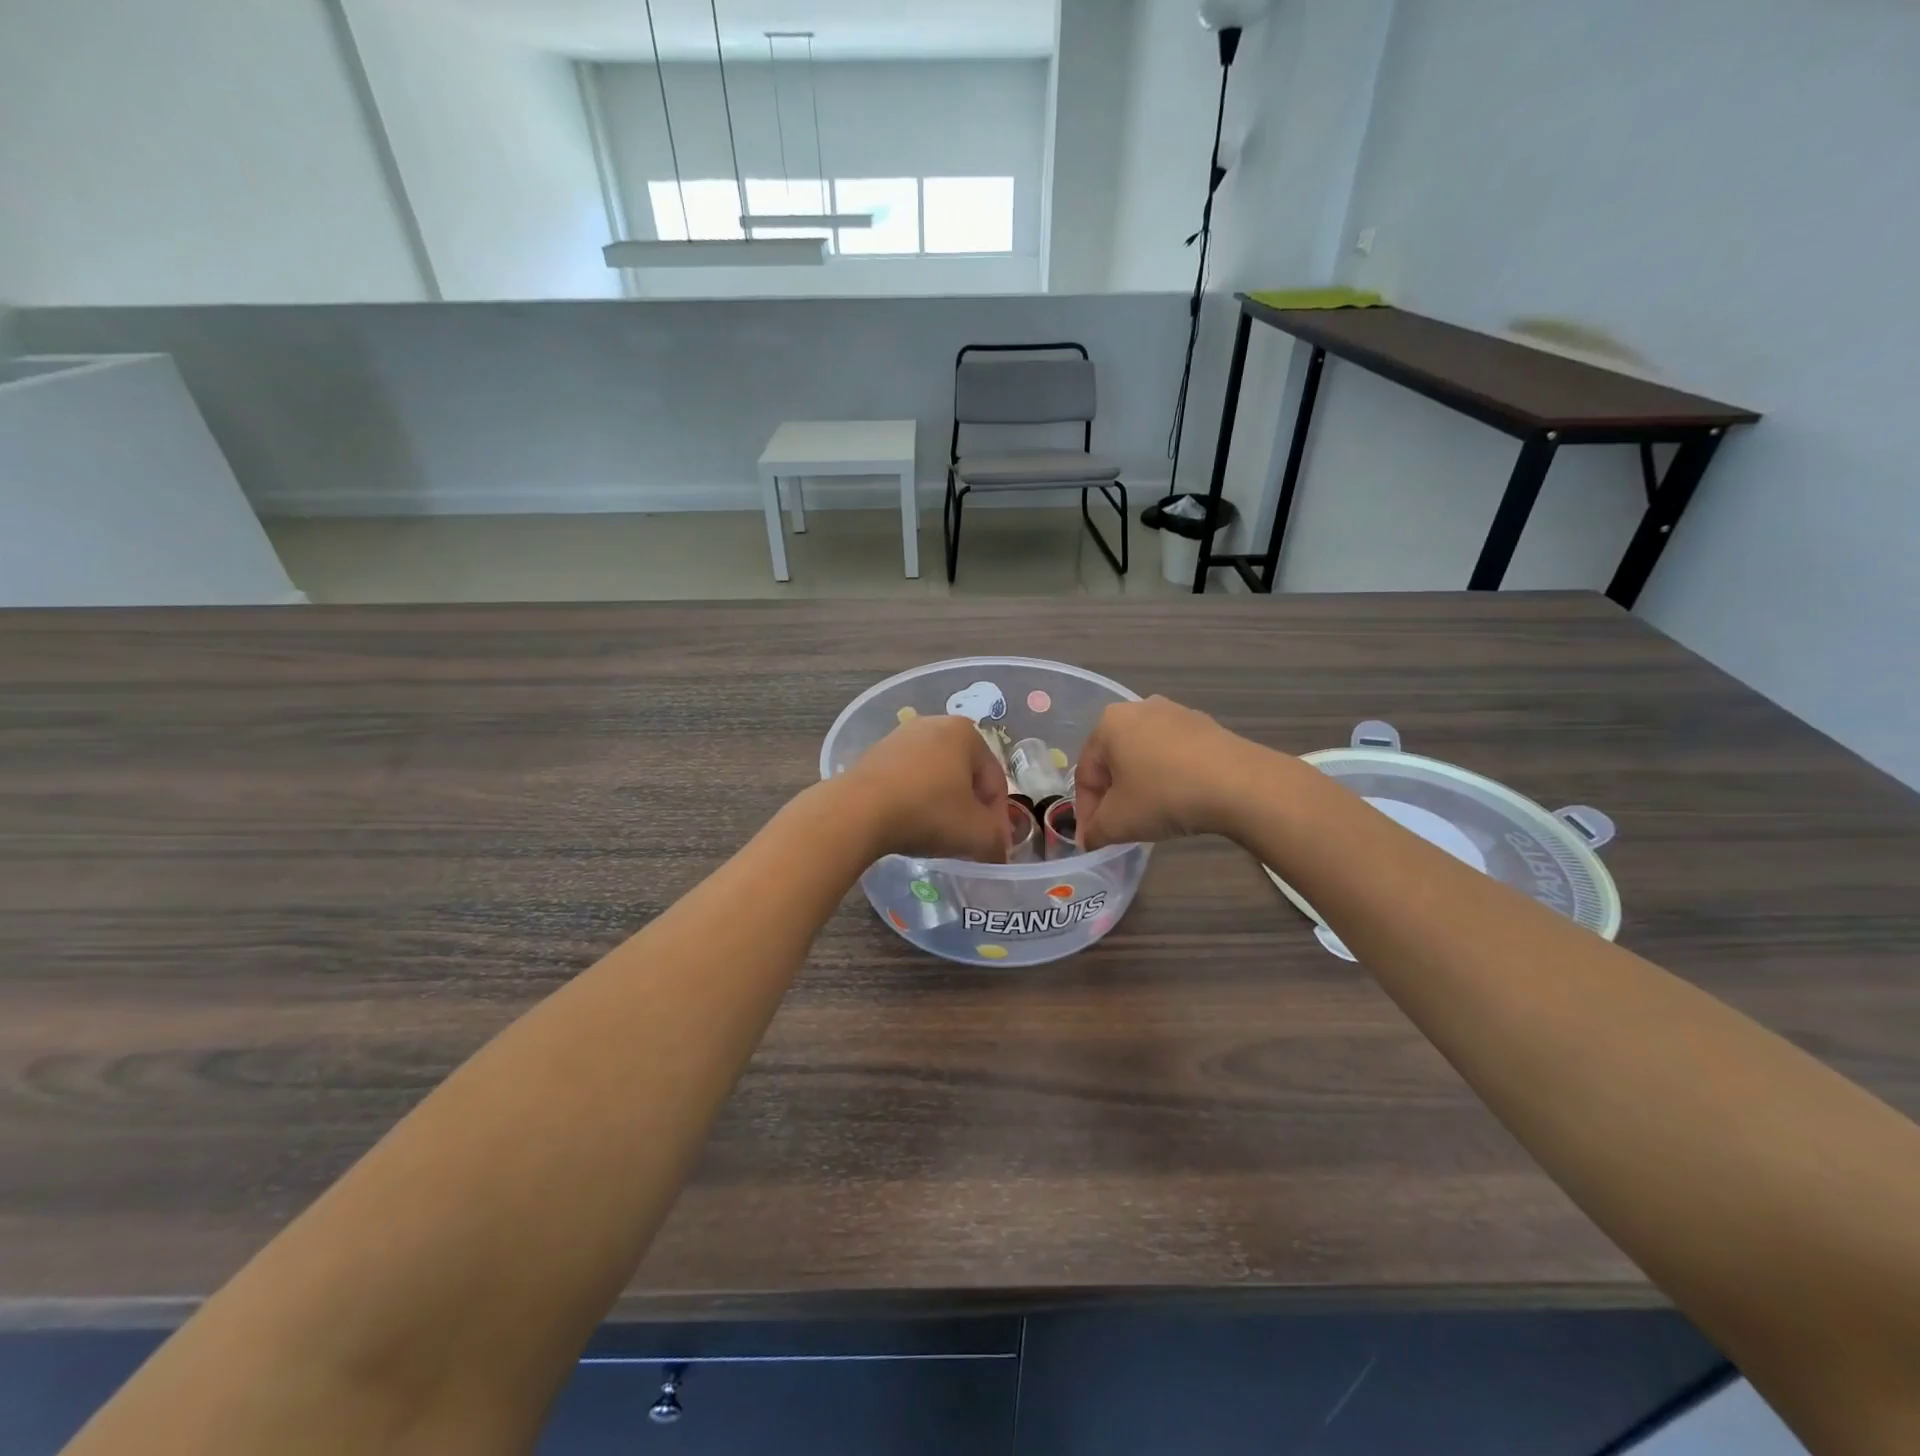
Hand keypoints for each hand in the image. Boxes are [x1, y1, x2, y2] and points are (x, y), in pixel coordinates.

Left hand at [839, 714, 1008, 862]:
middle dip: (969, 808)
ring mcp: (900, 736)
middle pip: (965, 775)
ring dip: (941, 804)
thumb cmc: (928, 813)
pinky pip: (907, 779)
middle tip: (965, 840)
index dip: (997, 817)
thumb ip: (997, 841)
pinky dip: (914, 800)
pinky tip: (908, 823)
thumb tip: (997, 849)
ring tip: (935, 835)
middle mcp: (934, 724)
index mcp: (966, 732)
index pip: (995, 780)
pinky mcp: (874, 754)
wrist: (858, 811)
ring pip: (935, 777)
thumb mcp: (976, 834)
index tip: (990, 845)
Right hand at [1075, 697, 1256, 849]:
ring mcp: (1176, 713)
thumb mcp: (1118, 822)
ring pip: (1145, 757)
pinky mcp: (1206, 725)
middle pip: (1114, 761)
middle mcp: (1138, 708)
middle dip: (1113, 796)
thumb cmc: (1164, 795)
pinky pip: (1174, 755)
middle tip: (1120, 828)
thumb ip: (1095, 832)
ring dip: (1141, 786)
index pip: (1085, 774)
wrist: (1240, 784)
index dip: (1086, 812)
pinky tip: (1181, 801)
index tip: (1094, 839)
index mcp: (1108, 724)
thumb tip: (1091, 839)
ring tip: (1151, 817)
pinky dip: (1169, 778)